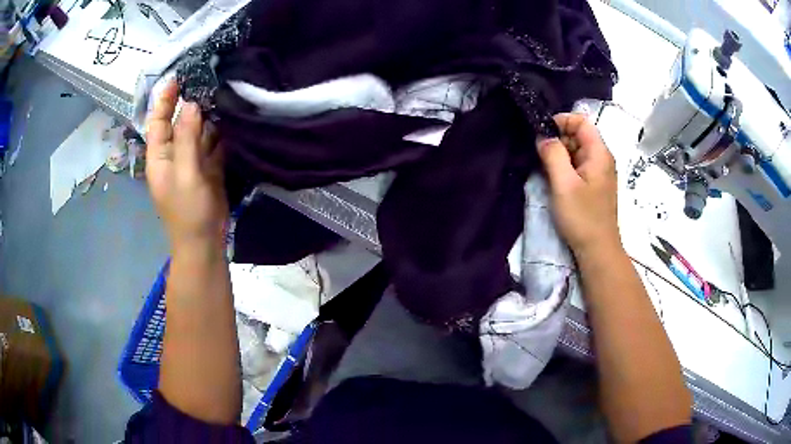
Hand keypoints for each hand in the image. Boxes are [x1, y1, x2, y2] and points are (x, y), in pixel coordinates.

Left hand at [146, 80, 227, 250]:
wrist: (205, 242)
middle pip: (178, 123)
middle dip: (190, 103)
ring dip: (208, 116)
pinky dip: (220, 132)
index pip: (157, 122)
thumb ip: (187, 138)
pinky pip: (212, 144)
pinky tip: (230, 116)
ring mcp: (191, 161)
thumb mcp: (185, 173)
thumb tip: (190, 104)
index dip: (164, 100)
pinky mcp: (208, 167)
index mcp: (159, 156)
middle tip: (207, 80)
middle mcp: (174, 155)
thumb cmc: (188, 211)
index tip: (178, 78)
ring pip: (198, 131)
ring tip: (222, 92)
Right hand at [537, 113, 619, 256]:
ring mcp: (598, 172)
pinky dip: (564, 168)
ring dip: (559, 155)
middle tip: (540, 156)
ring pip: (576, 151)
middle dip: (558, 140)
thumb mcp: (563, 184)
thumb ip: (553, 154)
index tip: (542, 134)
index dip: (561, 121)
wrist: (597, 250)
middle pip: (578, 135)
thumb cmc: (582, 217)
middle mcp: (601, 158)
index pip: (581, 121)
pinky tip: (554, 181)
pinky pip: (577, 166)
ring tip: (545, 170)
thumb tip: (542, 136)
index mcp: (599, 153)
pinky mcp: (593, 185)